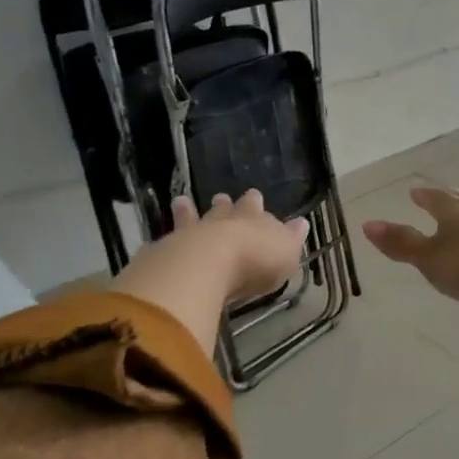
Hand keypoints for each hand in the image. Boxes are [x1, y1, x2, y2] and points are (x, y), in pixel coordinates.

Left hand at [110, 189, 307, 354]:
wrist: (208, 263)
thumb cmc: (256, 260)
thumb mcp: (286, 251)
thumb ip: (292, 238)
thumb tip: (301, 223)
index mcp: (255, 221)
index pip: (257, 209)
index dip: (257, 204)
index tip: (255, 195)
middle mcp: (224, 222)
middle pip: (226, 210)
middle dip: (227, 204)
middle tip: (222, 197)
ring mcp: (194, 233)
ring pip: (193, 218)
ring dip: (189, 211)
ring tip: (182, 202)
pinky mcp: (169, 250)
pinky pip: (168, 240)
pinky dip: (164, 239)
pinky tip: (157, 240)